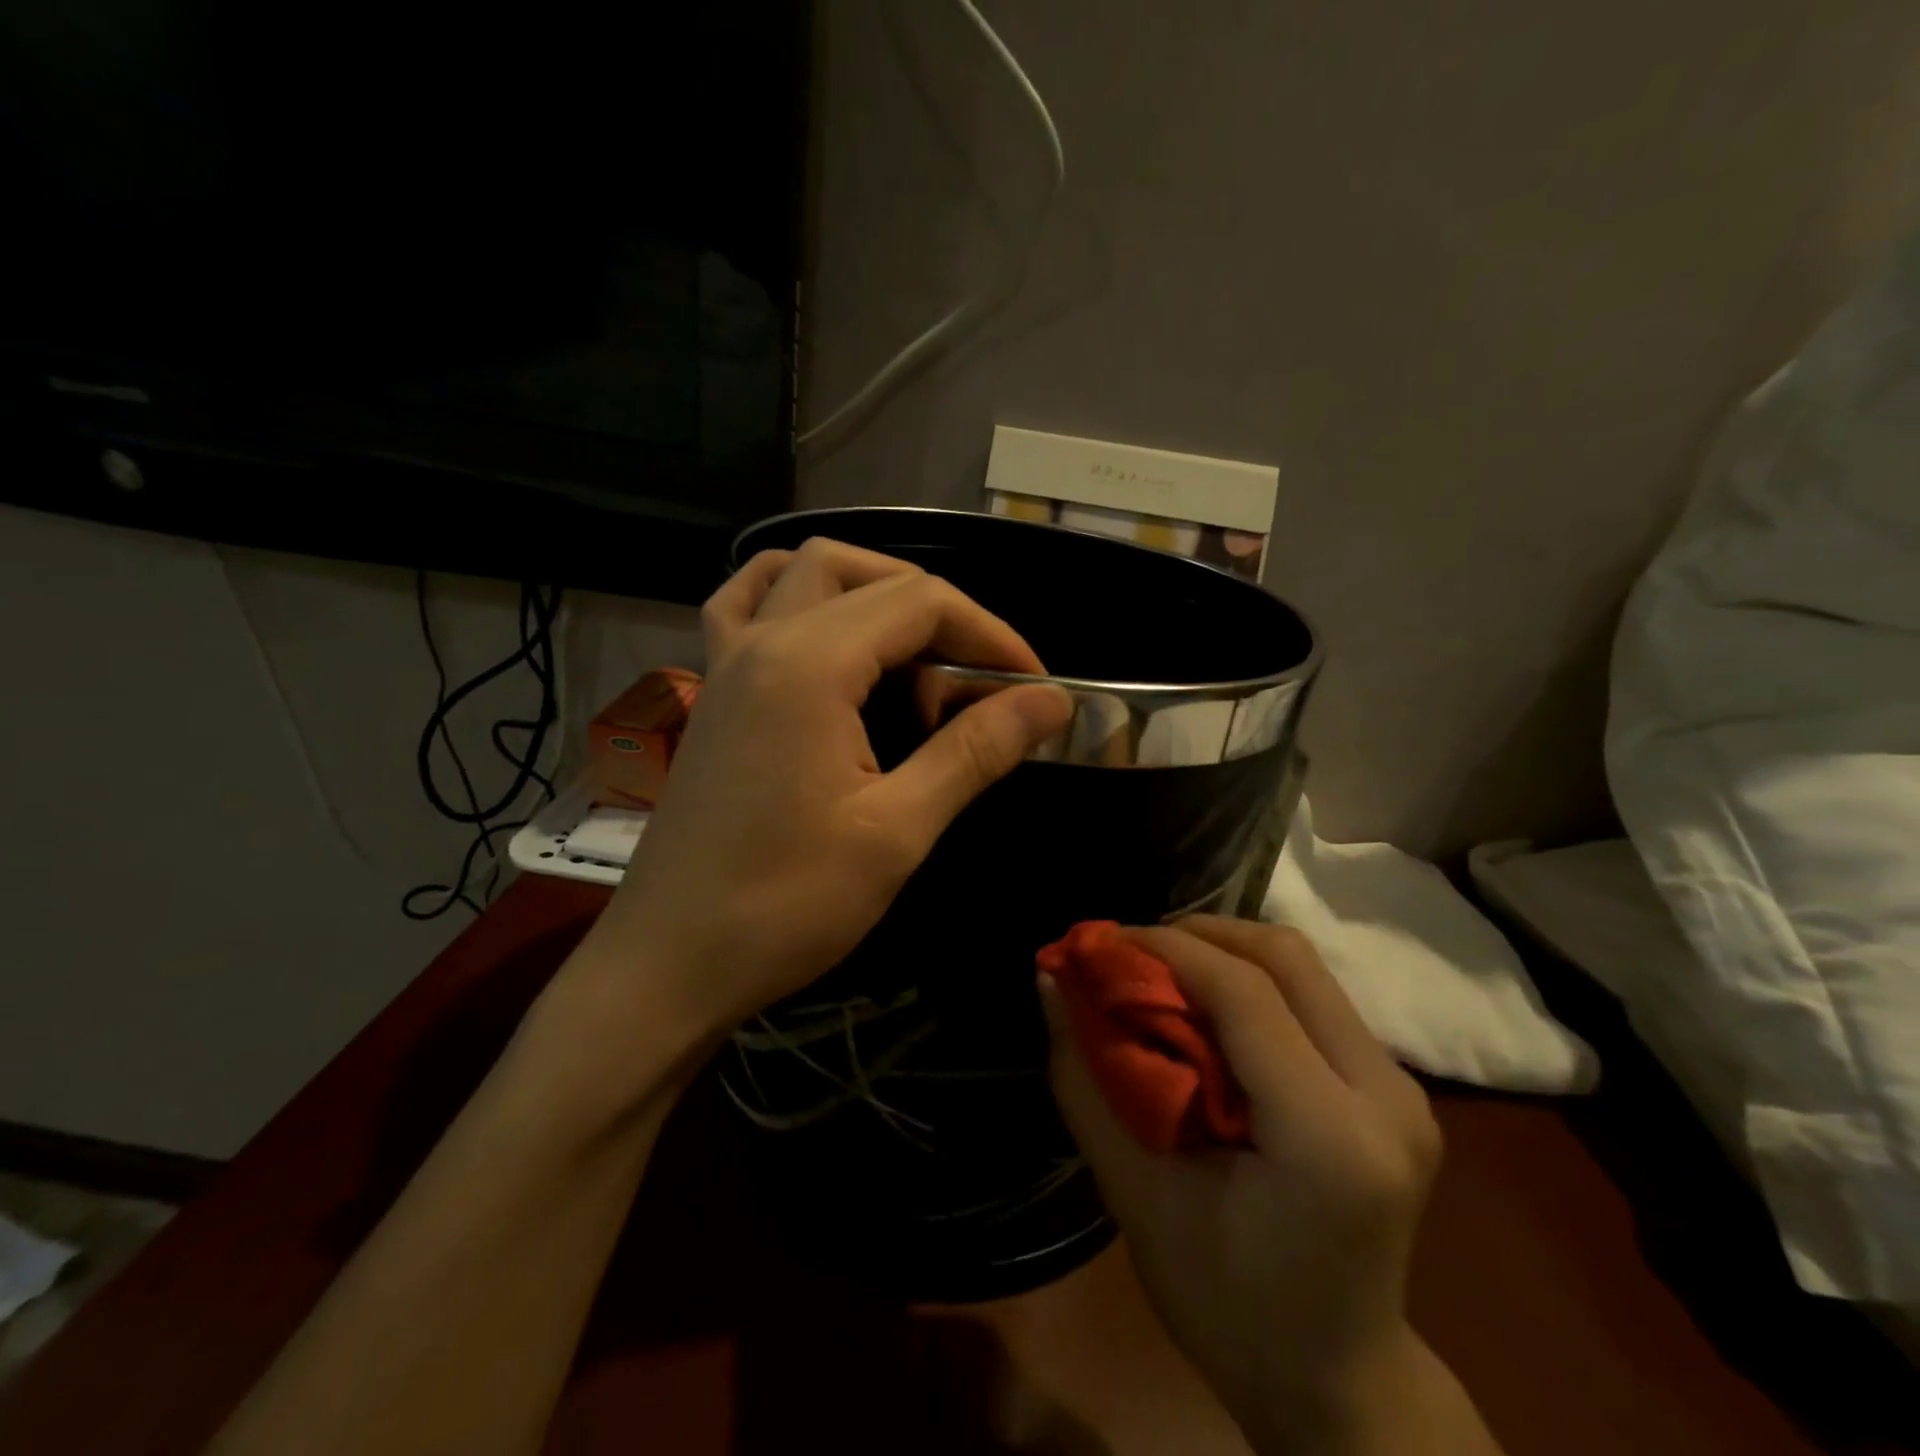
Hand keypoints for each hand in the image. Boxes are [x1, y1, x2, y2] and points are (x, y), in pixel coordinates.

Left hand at [582, 538, 1072, 1039]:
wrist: (668, 965)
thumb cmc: (785, 904)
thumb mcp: (897, 830)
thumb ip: (975, 751)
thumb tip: (1051, 701)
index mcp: (809, 664)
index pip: (920, 603)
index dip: (991, 635)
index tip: (1035, 687)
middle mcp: (762, 640)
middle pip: (870, 579)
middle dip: (943, 615)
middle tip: (982, 678)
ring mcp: (727, 662)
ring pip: (806, 573)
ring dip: (873, 590)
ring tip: (916, 649)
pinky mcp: (713, 693)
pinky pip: (748, 605)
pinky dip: (798, 598)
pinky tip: (826, 637)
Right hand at [1042, 917, 1451, 1453]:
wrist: (1341, 1387)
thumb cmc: (1227, 1306)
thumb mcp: (1136, 1195)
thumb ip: (1086, 1078)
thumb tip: (1049, 981)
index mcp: (1329, 1136)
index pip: (1244, 993)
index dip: (1165, 949)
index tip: (1102, 942)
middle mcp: (1386, 1096)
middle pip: (1287, 957)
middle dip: (1198, 935)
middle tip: (1132, 953)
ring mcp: (1404, 1090)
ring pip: (1305, 968)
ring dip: (1225, 954)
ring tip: (1162, 974)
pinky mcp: (1399, 1089)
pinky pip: (1316, 999)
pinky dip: (1253, 984)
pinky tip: (1209, 1012)